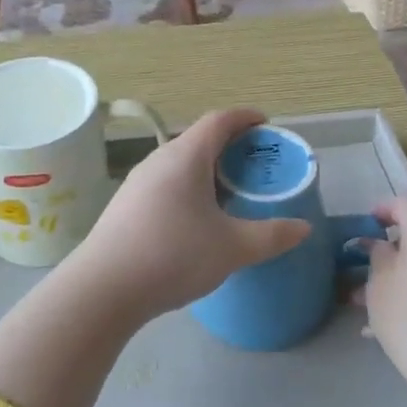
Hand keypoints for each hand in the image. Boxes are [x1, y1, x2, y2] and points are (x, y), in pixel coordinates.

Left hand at [67, 110, 310, 321]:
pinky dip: (188, 189)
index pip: (220, 120)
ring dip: (207, 171)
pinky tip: (196, 220)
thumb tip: (303, 228)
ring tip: (230, 195)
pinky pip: (165, 184)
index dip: (246, 118)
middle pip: (199, 140)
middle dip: (230, 147)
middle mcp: (159, 159)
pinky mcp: (125, 205)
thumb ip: (272, 236)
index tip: (267, 126)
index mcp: (186, 156)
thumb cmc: (172, 255)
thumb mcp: (232, 248)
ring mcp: (137, 182)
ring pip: (180, 164)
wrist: (103, 289)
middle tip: (256, 167)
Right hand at [362, 199, 406, 405]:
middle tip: (364, 270)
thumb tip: (379, 244)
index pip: (399, 204)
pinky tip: (402, 316)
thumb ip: (376, 255)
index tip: (360, 228)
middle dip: (391, 249)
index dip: (377, 212)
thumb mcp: (380, 285)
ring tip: (375, 302)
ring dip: (406, 272)